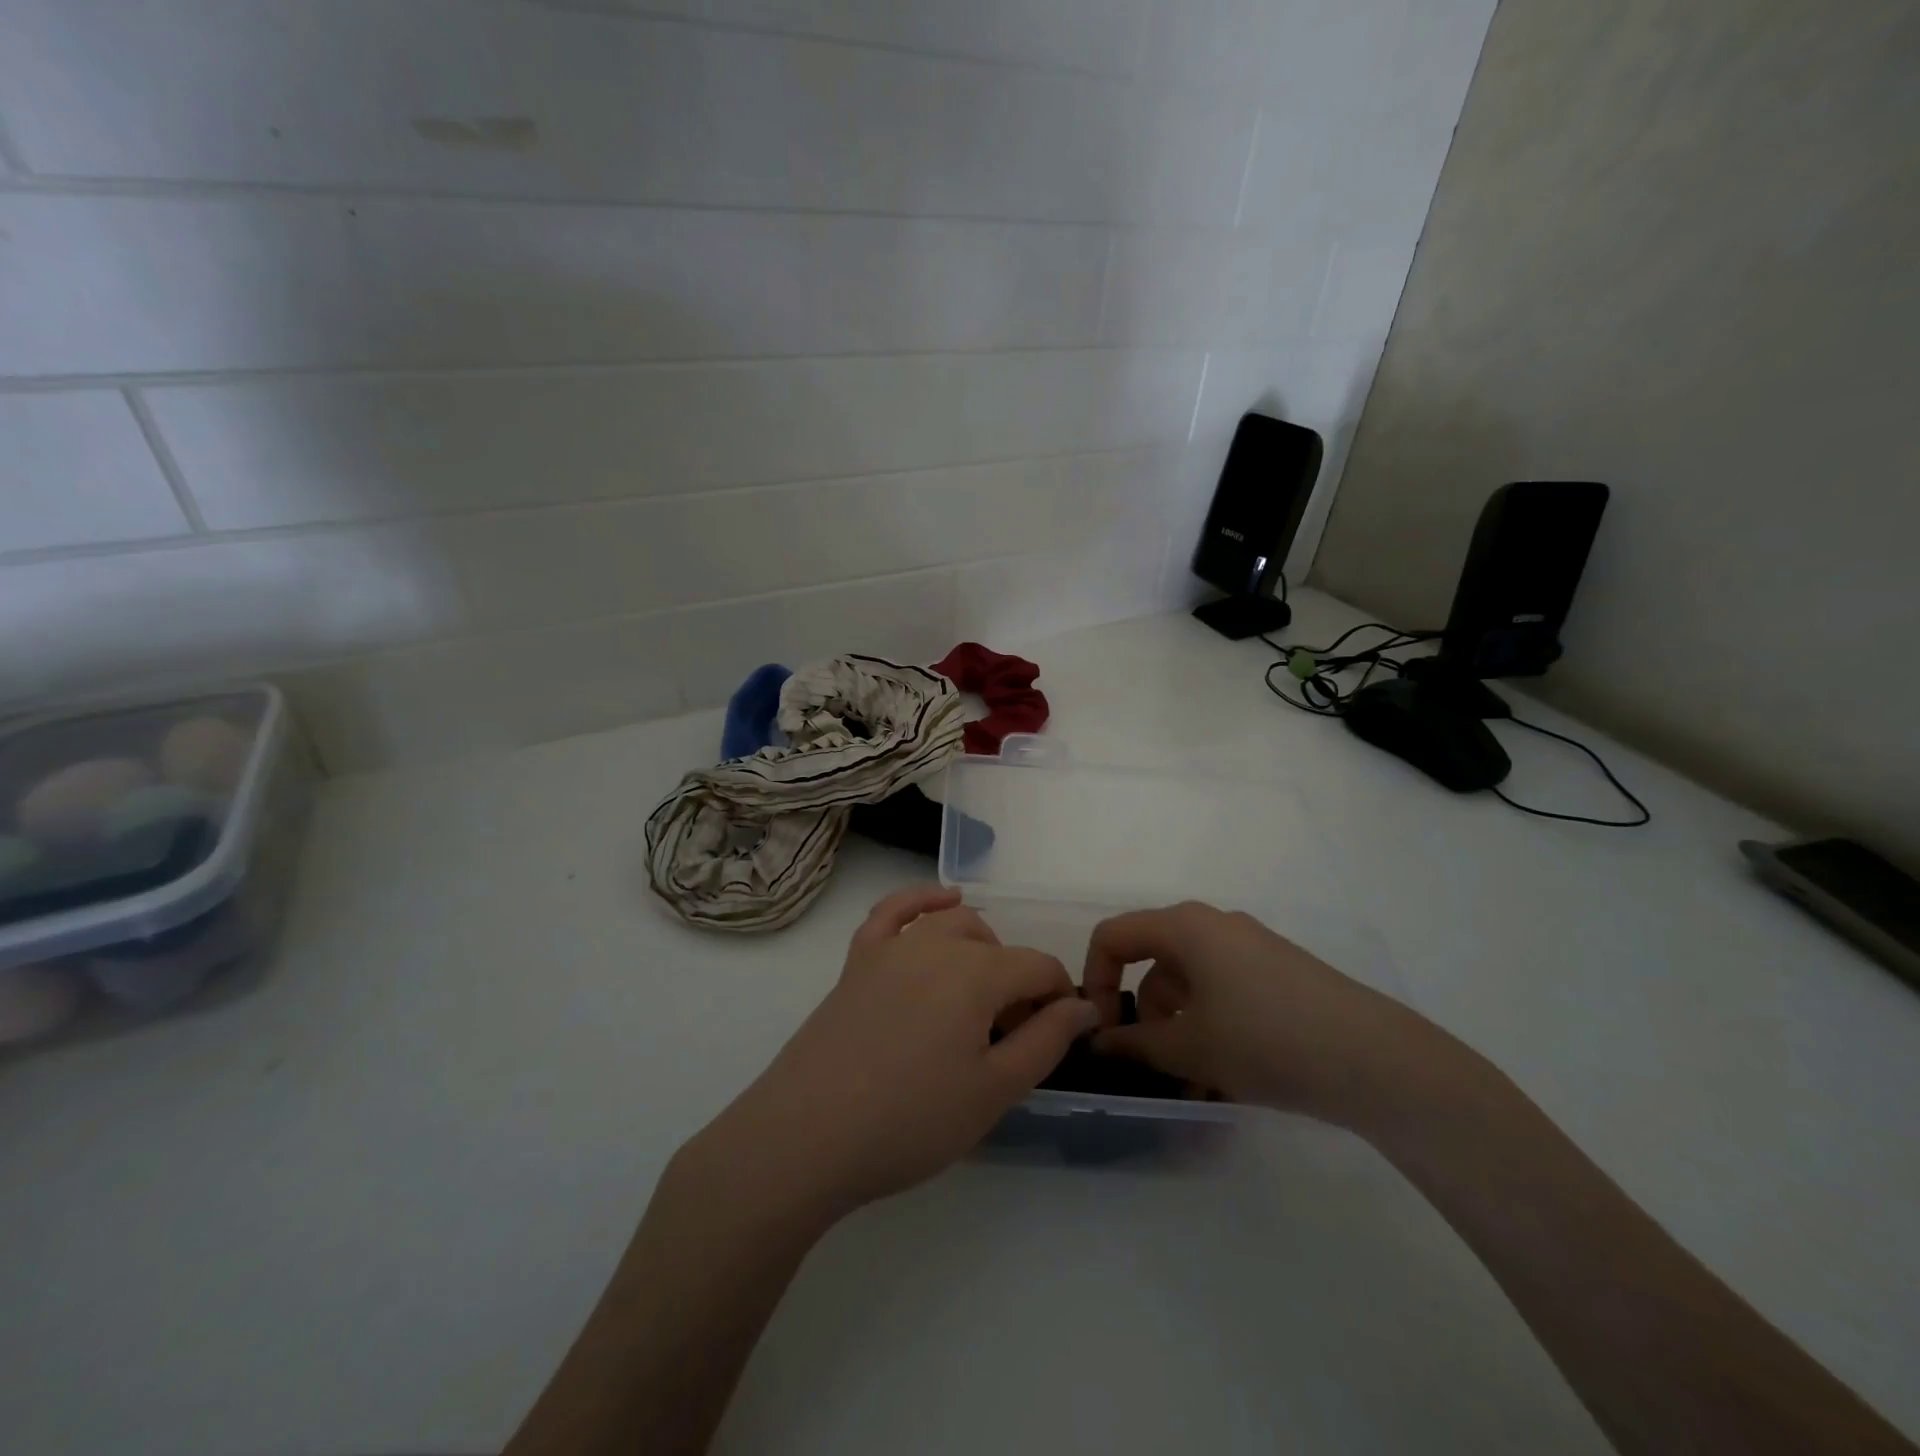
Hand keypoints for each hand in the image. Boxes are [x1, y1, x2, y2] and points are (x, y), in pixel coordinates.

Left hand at [692, 886, 1096, 1222]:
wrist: (807, 1137)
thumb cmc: (911, 1121)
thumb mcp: (994, 1090)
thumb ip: (1046, 1040)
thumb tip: (1084, 1005)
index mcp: (977, 973)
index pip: (1038, 967)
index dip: (1058, 998)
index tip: (1057, 1036)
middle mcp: (936, 944)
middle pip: (997, 947)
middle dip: (1017, 983)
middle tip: (1010, 1039)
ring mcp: (891, 947)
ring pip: (952, 925)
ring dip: (981, 950)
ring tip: (981, 998)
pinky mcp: (857, 960)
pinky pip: (894, 912)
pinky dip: (924, 901)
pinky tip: (944, 902)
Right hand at [1082, 901, 1441, 1126]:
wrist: (1375, 1060)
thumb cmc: (1264, 1040)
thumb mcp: (1188, 1047)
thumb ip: (1132, 1044)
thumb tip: (1097, 1043)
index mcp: (1185, 926)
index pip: (1113, 937)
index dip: (1094, 980)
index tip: (1100, 1031)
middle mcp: (1214, 925)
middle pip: (1153, 962)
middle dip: (1141, 1015)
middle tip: (1146, 1065)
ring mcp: (1251, 948)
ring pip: (1190, 983)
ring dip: (1177, 1030)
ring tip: (1190, 1085)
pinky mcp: (1279, 974)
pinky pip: (1223, 992)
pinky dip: (1210, 1027)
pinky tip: (1224, 1077)